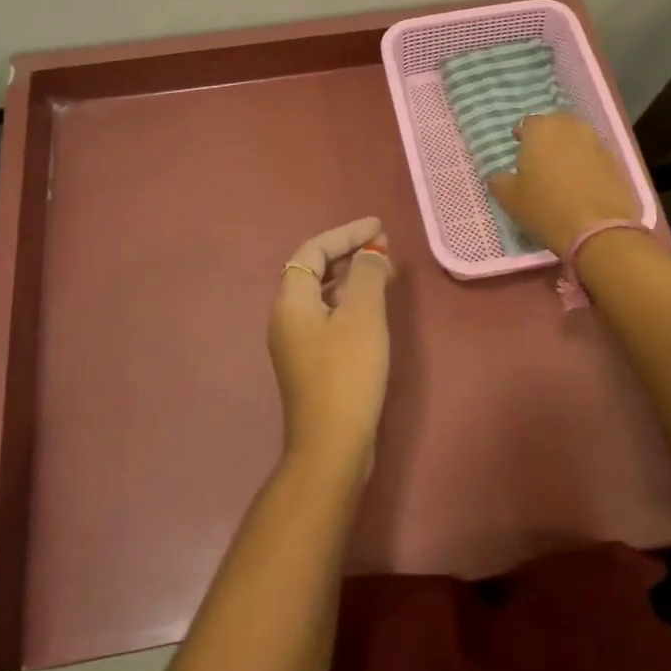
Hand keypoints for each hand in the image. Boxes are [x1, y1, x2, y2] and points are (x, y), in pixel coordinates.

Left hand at [269, 217, 393, 479]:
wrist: (331, 444)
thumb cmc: (347, 373)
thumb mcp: (363, 316)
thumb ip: (367, 275)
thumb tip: (371, 253)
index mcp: (291, 300)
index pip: (313, 250)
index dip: (346, 233)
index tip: (378, 226)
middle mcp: (286, 316)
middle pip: (314, 269)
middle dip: (348, 252)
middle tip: (383, 245)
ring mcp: (295, 341)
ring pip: (322, 294)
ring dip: (350, 276)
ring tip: (384, 269)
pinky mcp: (310, 362)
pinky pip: (328, 315)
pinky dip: (349, 301)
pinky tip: (372, 307)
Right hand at [487, 112, 637, 255]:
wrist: (600, 231)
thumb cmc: (546, 209)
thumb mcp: (510, 200)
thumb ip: (499, 181)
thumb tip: (497, 175)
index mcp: (541, 130)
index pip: (528, 123)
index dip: (522, 135)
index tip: (519, 147)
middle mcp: (570, 128)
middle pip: (556, 125)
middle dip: (548, 136)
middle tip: (540, 157)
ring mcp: (597, 143)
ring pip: (578, 138)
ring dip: (570, 148)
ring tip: (563, 170)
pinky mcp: (617, 162)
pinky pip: (595, 156)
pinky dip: (588, 164)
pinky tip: (583, 184)